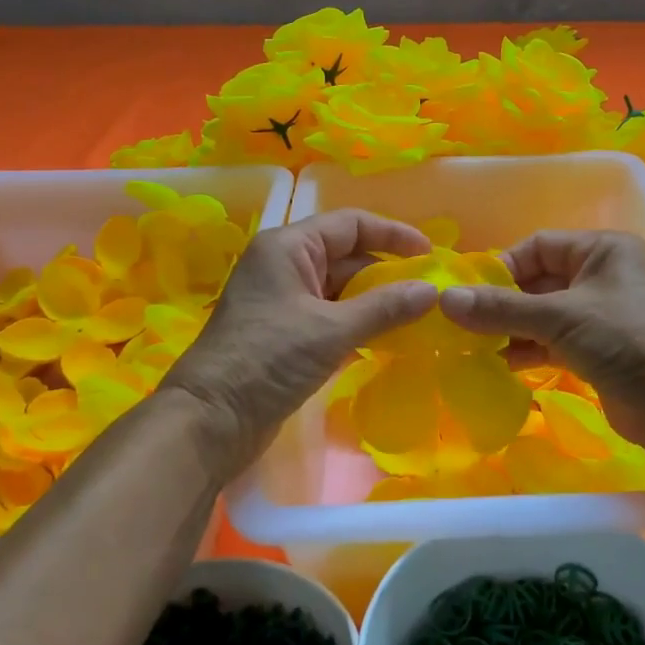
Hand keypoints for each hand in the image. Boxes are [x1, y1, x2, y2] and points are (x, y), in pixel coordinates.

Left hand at [163, 210, 437, 472]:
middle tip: (430, 292)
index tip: (430, 255)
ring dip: (377, 301)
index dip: (393, 234)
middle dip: (388, 272)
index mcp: (288, 247)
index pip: (350, 224)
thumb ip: (385, 307)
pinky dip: (360, 323)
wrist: (211, 420)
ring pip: (341, 289)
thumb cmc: (268, 359)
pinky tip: (389, 339)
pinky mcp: (286, 333)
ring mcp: (284, 300)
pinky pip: (332, 316)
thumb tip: (433, 291)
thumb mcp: (331, 329)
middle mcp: (285, 265)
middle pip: (348, 256)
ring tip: (418, 316)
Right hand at [438, 230, 644, 460]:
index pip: (538, 246)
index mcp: (602, 249)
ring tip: (474, 346)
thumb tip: (444, 299)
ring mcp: (600, 314)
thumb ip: (501, 308)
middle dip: (503, 302)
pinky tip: (500, 363)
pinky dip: (528, 348)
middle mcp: (601, 275)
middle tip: (464, 324)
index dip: (502, 267)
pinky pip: (553, 339)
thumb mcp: (560, 318)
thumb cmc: (626, 342)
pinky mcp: (598, 348)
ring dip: (511, 328)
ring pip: (543, 313)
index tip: (468, 293)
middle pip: (538, 281)